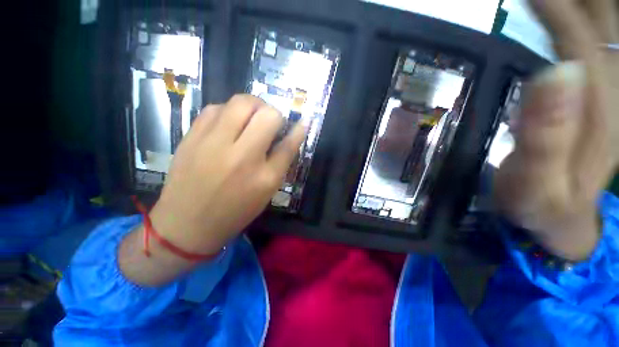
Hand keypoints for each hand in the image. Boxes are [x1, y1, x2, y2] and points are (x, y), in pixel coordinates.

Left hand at [150, 95, 305, 255]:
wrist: (187, 223)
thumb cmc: (235, 210)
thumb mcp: (267, 191)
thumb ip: (281, 161)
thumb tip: (294, 135)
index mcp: (264, 177)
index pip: (288, 144)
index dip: (297, 130)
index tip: (301, 122)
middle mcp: (241, 156)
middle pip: (266, 114)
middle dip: (274, 113)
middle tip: (271, 122)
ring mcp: (213, 144)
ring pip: (240, 103)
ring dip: (252, 107)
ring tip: (251, 119)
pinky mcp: (191, 138)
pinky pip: (215, 108)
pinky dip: (228, 111)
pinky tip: (229, 123)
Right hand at [494, 0, 617, 260]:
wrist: (561, 222)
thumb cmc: (541, 206)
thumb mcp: (535, 184)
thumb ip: (545, 135)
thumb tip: (555, 72)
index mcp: (598, 112)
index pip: (580, 42)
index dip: (556, 8)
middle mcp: (611, 94)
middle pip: (605, 29)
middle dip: (585, 6)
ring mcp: (609, 96)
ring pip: (608, 36)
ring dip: (591, 11)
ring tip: (558, 3)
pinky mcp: (601, 102)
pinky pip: (604, 52)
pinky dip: (594, 29)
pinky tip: (579, 20)